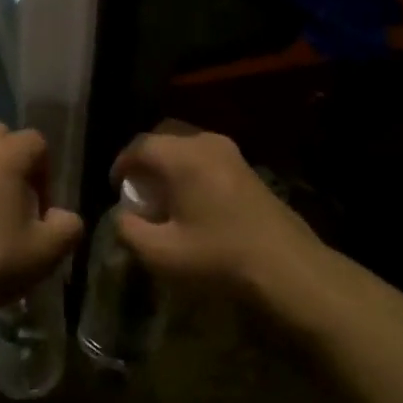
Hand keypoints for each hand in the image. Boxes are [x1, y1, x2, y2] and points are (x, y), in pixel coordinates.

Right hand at [109, 129, 321, 298]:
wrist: (287, 266)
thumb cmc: (218, 257)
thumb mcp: (161, 253)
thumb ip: (129, 231)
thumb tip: (121, 215)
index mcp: (182, 157)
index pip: (139, 146)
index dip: (121, 164)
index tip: (115, 188)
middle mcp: (206, 143)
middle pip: (164, 135)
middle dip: (145, 158)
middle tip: (137, 186)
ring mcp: (231, 152)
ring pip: (186, 144)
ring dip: (169, 162)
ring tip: (163, 195)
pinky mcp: (247, 166)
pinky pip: (205, 155)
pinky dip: (190, 168)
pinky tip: (191, 200)